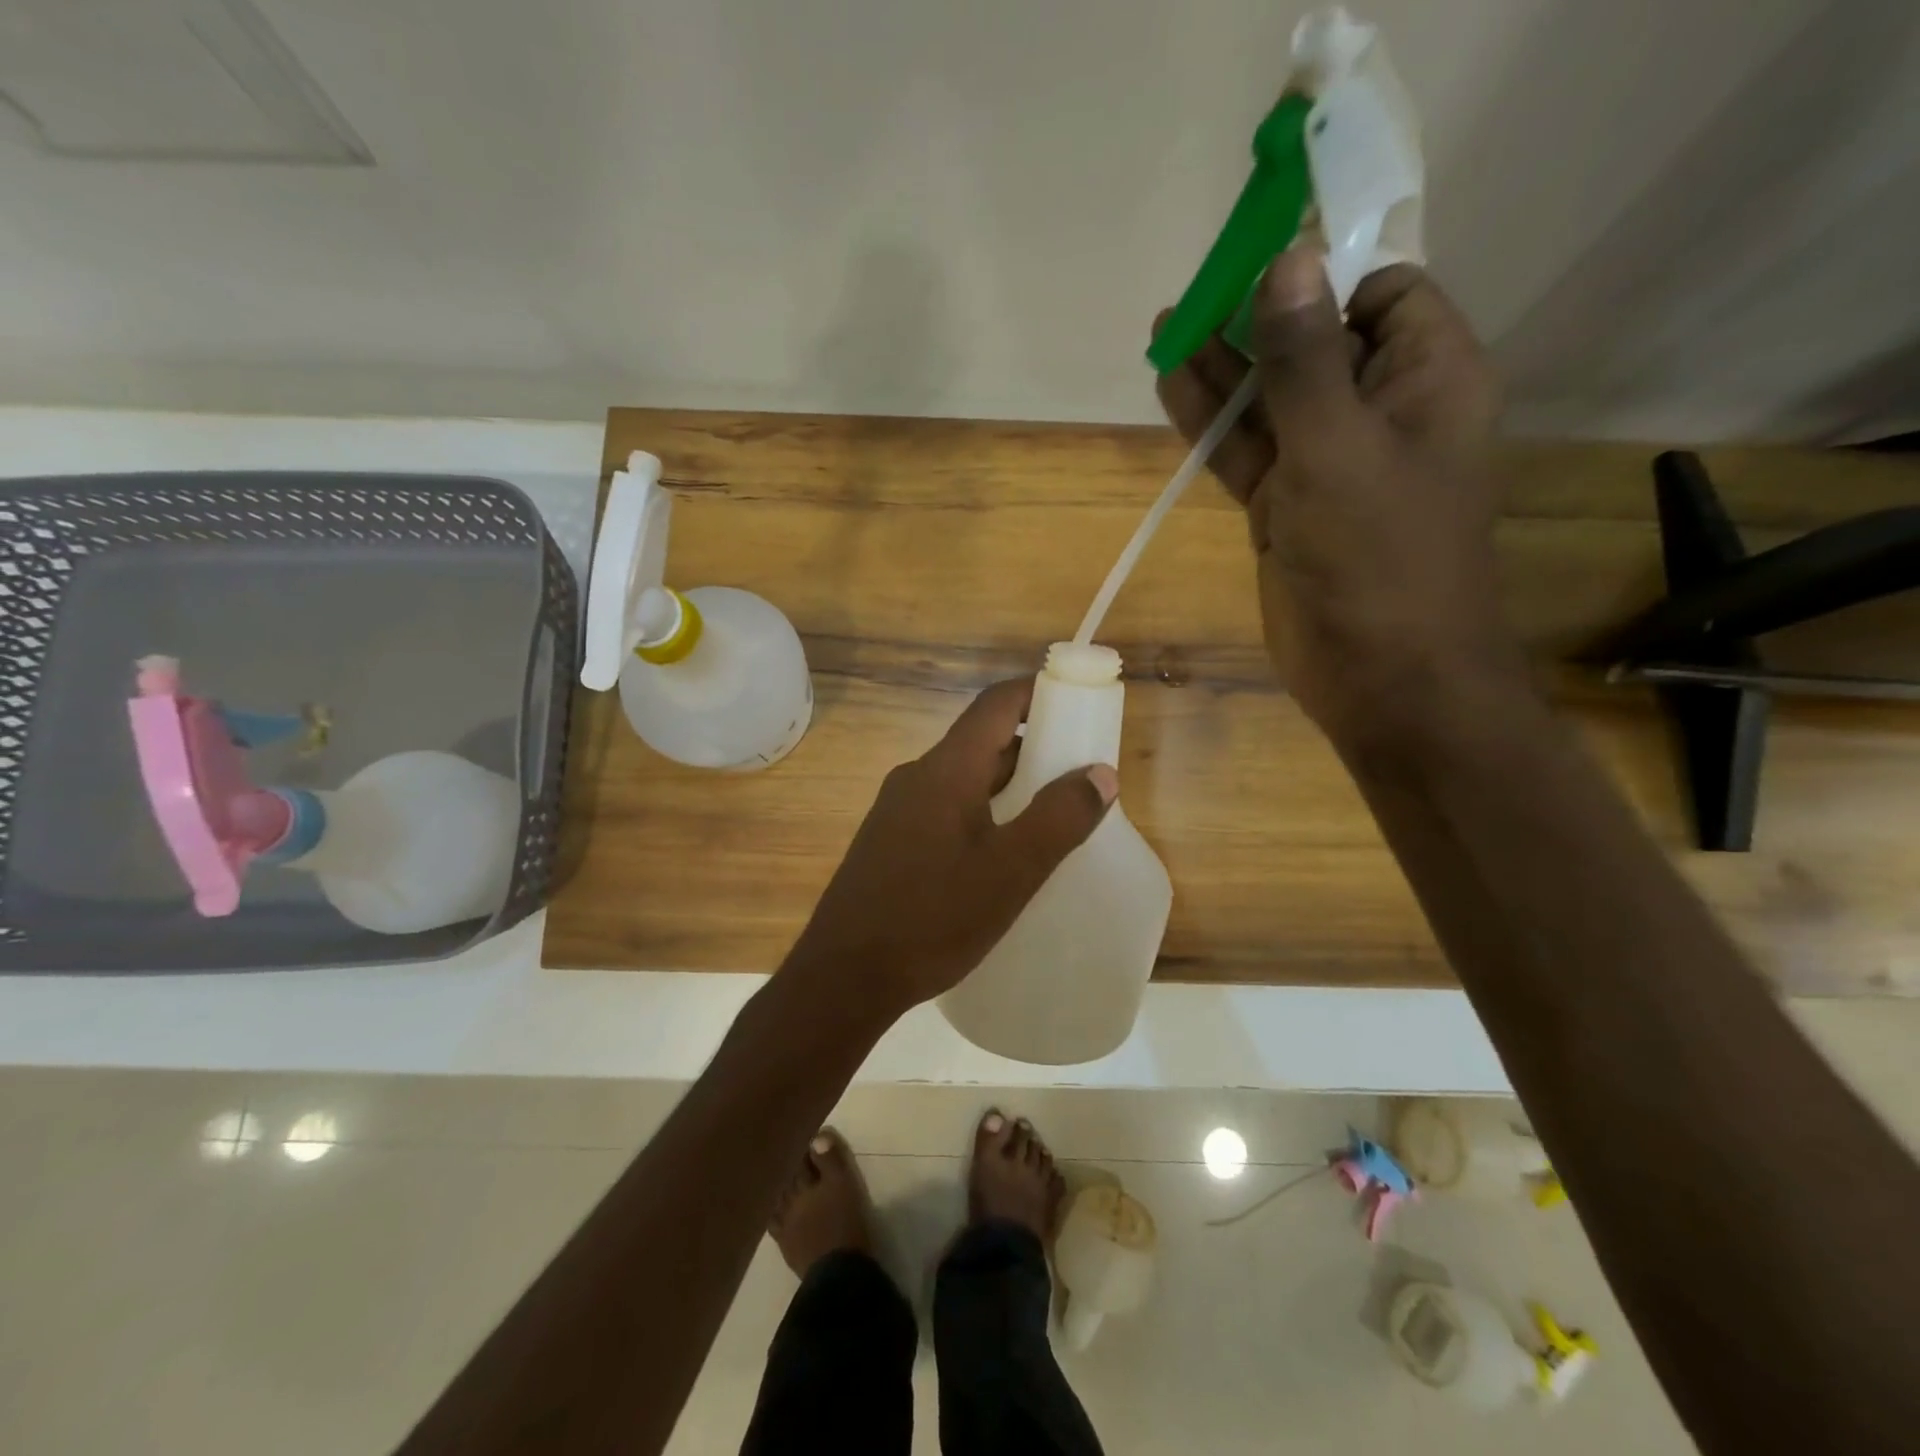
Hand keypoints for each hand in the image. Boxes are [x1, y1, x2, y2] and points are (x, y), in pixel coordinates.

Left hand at [784, 677, 1116, 1023]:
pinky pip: (946, 808)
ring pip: (965, 779)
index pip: (996, 704)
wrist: (843, 977)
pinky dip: (983, 812)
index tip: (1079, 706)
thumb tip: (1099, 773)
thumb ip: (1059, 817)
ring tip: (1051, 818)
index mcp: (946, 769)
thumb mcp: (1011, 871)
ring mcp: (897, 810)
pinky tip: (1001, 855)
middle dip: (1034, 748)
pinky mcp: (890, 841)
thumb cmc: (932, 918)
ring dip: (1010, 786)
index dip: (1039, 693)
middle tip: (1079, 776)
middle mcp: (918, 776)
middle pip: (983, 741)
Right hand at [1154, 252, 1520, 746]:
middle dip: (1257, 318)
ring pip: (1271, 400)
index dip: (1323, 276)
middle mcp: (1380, 413)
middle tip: (1194, 292)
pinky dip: (1213, 425)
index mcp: (1427, 379)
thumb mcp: (1337, 446)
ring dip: (1222, 369)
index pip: (1381, 294)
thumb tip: (1288, 259)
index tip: (1259, 267)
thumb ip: (1303, 359)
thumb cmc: (1379, 554)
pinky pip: (1248, 452)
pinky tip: (1171, 387)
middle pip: (1314, 343)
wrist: (1380, 673)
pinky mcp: (1289, 508)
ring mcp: (1329, 464)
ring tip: (1166, 327)